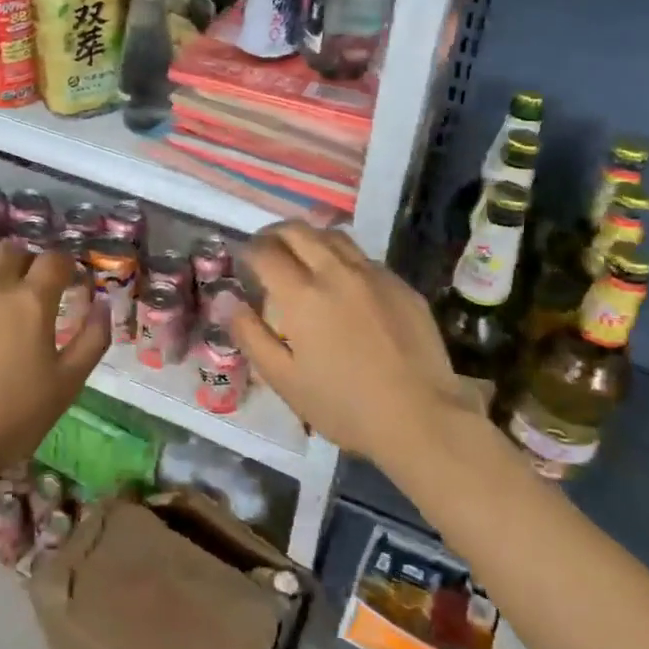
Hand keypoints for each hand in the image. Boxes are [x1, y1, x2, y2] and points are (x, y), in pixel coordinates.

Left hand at [0, 242, 109, 511]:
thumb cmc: (13, 419)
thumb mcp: (67, 384)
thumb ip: (93, 338)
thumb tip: (101, 303)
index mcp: (30, 300)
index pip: (54, 260)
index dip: (64, 267)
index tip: (65, 281)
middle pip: (10, 251)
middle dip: (24, 263)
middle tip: (24, 289)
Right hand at [231, 223, 483, 470]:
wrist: (422, 418)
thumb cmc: (344, 405)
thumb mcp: (283, 379)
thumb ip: (249, 334)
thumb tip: (225, 299)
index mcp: (302, 294)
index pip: (265, 251)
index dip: (248, 251)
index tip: (243, 261)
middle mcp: (336, 271)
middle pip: (298, 230)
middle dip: (274, 234)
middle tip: (266, 251)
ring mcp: (374, 275)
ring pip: (334, 236)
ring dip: (309, 238)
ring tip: (302, 257)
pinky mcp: (401, 285)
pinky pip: (364, 258)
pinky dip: (342, 258)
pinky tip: (343, 284)